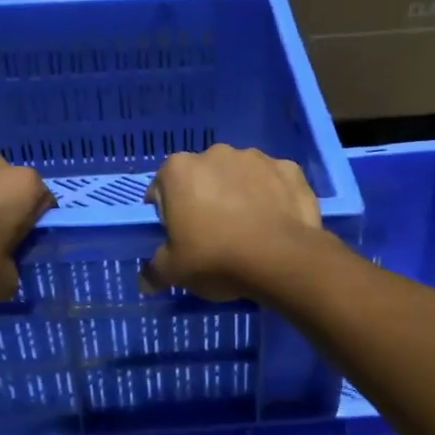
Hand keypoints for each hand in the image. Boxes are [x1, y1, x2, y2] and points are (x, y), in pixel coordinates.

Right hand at [142, 144, 326, 301]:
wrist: (281, 258)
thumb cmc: (216, 258)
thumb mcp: (174, 271)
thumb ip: (154, 270)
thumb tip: (145, 280)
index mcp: (179, 170)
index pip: (162, 188)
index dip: (168, 213)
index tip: (179, 235)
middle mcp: (215, 153)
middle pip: (202, 177)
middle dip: (205, 197)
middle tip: (214, 233)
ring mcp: (255, 157)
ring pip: (239, 175)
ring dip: (239, 192)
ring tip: (249, 228)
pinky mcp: (289, 168)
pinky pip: (273, 181)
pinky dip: (272, 194)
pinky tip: (275, 221)